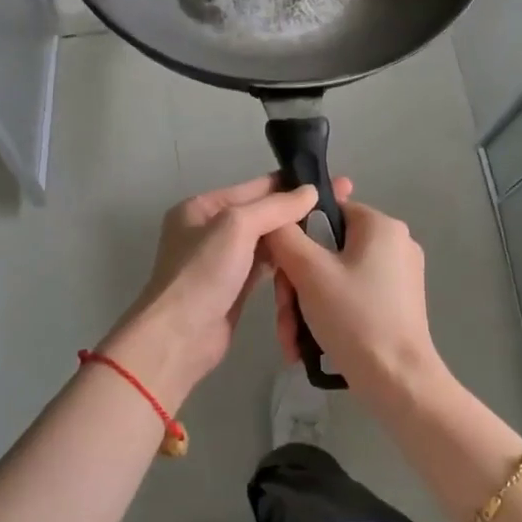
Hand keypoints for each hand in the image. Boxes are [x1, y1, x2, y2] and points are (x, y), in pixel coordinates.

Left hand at [102, 174, 354, 405]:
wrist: (180, 337)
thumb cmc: (202, 273)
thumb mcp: (236, 227)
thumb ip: (274, 207)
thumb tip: (311, 190)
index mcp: (201, 208)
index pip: (254, 188)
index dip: (291, 185)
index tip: (332, 184)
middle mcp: (209, 230)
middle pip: (261, 214)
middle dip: (297, 211)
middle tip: (341, 206)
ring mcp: (221, 261)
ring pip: (265, 241)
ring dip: (293, 237)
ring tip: (333, 229)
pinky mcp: (234, 288)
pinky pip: (265, 267)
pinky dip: (285, 261)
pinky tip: (311, 257)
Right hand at [264, 199, 445, 412]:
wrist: (398, 381)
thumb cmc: (355, 317)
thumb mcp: (309, 272)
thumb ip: (284, 236)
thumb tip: (273, 220)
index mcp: (381, 226)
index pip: (326, 211)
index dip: (296, 236)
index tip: (280, 269)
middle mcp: (394, 244)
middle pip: (326, 251)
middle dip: (296, 286)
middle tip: (284, 316)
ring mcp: (398, 277)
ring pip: (334, 278)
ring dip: (305, 307)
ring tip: (292, 340)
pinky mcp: (396, 305)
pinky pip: (350, 298)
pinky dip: (327, 316)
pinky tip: (307, 346)